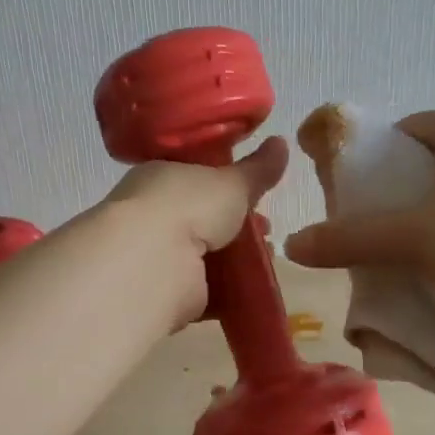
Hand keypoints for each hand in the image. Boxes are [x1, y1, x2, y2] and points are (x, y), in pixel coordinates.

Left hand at [97, 137, 289, 323]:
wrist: (152, 264)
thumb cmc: (188, 207)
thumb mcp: (232, 182)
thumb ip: (257, 169)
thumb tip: (281, 141)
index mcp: (159, 177)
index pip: (194, 176)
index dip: (226, 185)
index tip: (255, 194)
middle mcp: (153, 214)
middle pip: (200, 218)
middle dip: (235, 225)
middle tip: (265, 230)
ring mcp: (157, 255)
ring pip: (203, 255)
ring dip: (234, 259)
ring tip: (266, 260)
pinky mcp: (166, 293)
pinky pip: (203, 290)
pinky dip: (226, 292)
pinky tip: (253, 290)